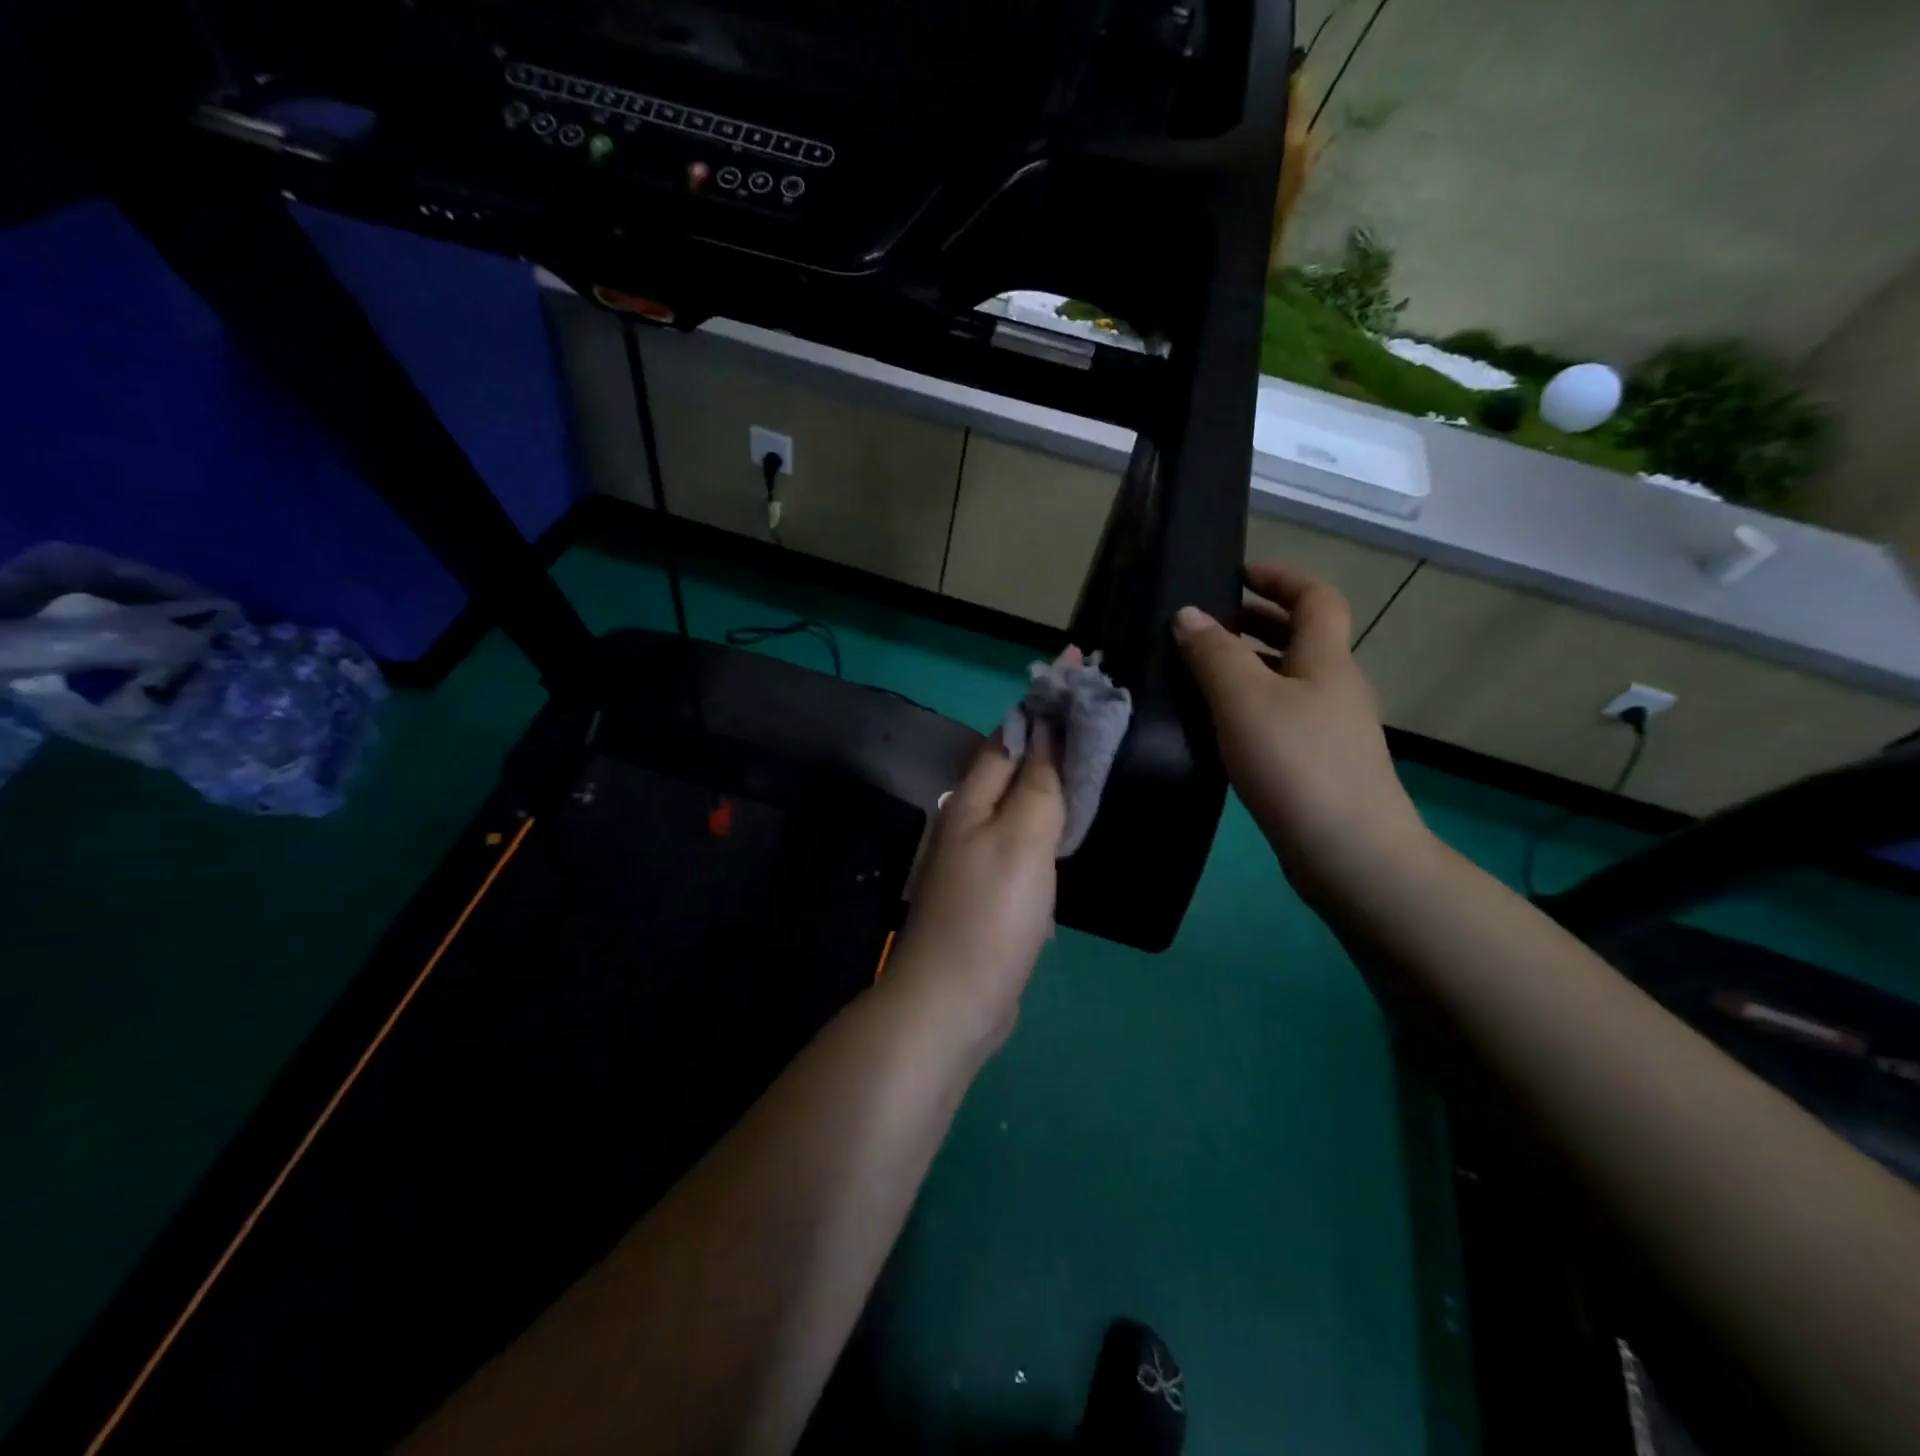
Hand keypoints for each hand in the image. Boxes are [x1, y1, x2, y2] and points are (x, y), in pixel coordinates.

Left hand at [886, 722, 1066, 1052]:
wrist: (952, 999)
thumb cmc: (991, 914)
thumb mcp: (1022, 840)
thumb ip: (1039, 785)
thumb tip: (1048, 730)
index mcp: (972, 799)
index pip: (1012, 732)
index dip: (1044, 700)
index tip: (1080, 668)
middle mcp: (969, 819)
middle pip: (1014, 764)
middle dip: (1051, 734)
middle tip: (1098, 714)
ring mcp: (977, 857)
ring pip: (1019, 802)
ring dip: (1050, 777)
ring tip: (1089, 759)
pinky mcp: (990, 890)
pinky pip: (1022, 839)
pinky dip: (1047, 821)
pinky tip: (1066, 826)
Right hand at [1173, 561, 1431, 901]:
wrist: (1350, 854)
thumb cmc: (1298, 764)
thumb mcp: (1245, 700)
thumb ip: (1213, 654)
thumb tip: (1187, 614)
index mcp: (1325, 659)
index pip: (1315, 597)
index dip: (1280, 577)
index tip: (1237, 572)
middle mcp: (1334, 686)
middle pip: (1300, 637)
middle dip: (1256, 620)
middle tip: (1204, 624)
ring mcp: (1330, 728)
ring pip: (1286, 679)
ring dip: (1247, 666)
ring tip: (1196, 672)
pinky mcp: (1317, 764)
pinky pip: (1279, 716)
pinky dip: (1248, 706)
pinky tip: (1215, 726)